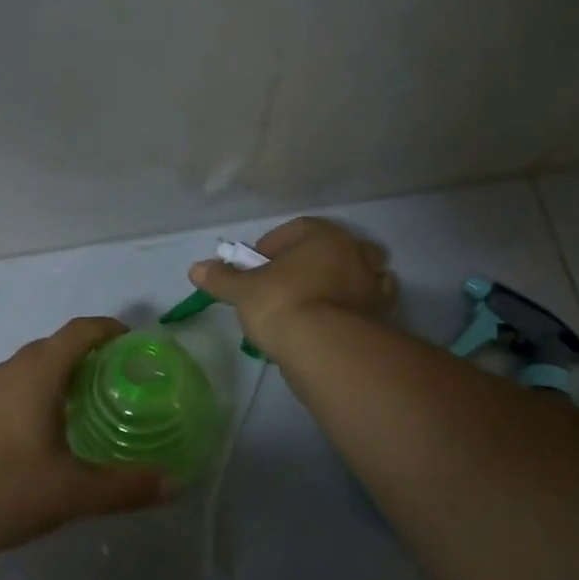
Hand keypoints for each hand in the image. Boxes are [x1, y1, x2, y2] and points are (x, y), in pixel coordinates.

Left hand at [0, 317, 166, 558]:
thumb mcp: (70, 494)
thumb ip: (124, 487)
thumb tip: (174, 482)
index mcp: (39, 372)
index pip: (81, 330)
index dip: (111, 329)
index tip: (136, 345)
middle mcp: (12, 369)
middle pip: (58, 345)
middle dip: (92, 355)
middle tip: (122, 383)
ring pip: (33, 367)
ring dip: (63, 374)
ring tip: (90, 407)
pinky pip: (15, 387)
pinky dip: (40, 393)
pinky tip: (45, 433)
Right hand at [188, 216, 395, 351]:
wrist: (326, 349)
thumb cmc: (282, 304)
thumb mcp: (243, 291)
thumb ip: (221, 278)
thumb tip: (195, 268)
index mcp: (323, 235)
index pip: (296, 230)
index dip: (273, 245)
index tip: (257, 267)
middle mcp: (355, 252)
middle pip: (330, 249)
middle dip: (310, 262)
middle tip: (287, 284)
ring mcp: (373, 284)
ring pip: (356, 275)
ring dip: (339, 284)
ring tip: (313, 306)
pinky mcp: (382, 316)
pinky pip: (367, 306)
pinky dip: (355, 311)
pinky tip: (335, 325)